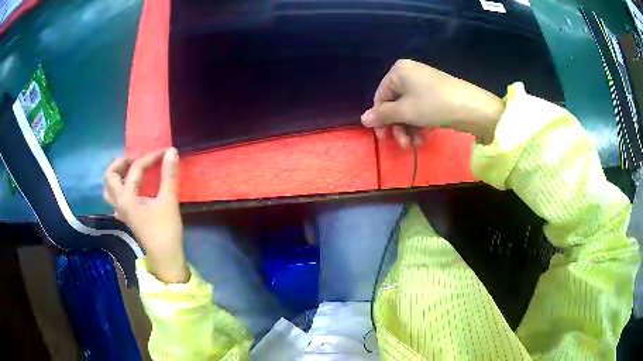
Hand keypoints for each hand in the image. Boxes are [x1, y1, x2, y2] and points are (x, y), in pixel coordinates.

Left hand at [104, 148, 187, 283]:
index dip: (151, 157)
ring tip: (130, 171)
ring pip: (109, 190)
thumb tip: (171, 151)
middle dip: (121, 163)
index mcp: (126, 198)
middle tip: (137, 159)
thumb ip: (168, 175)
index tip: (166, 152)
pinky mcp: (127, 219)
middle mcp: (119, 203)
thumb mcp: (168, 201)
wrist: (165, 258)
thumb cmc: (165, 230)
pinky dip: (121, 190)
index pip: (136, 169)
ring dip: (117, 176)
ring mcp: (121, 212)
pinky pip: (116, 200)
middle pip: (110, 177)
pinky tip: (132, 191)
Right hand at [361, 59, 504, 145]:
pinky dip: (420, 124)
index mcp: (398, 71)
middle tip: (404, 145)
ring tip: (416, 144)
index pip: (380, 97)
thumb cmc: (434, 105)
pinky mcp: (435, 93)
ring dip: (409, 129)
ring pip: (408, 109)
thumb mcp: (405, 111)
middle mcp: (409, 73)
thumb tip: (362, 119)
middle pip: (395, 104)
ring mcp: (424, 83)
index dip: (381, 120)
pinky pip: (421, 108)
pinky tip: (424, 137)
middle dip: (398, 127)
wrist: (472, 108)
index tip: (385, 139)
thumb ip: (382, 115)